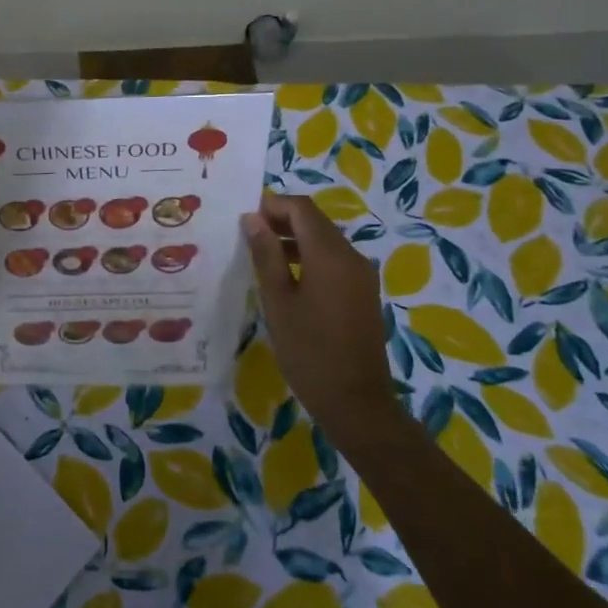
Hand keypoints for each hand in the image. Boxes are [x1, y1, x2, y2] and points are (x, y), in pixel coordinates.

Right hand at [241, 191, 395, 435]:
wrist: (356, 402)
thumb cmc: (309, 351)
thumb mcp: (278, 301)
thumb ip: (266, 255)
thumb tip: (253, 218)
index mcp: (330, 255)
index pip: (302, 209)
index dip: (272, 205)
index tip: (244, 217)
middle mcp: (351, 256)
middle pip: (315, 221)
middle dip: (281, 220)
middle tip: (246, 235)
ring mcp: (361, 275)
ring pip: (324, 240)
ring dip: (294, 239)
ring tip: (260, 255)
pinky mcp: (363, 292)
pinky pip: (334, 260)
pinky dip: (309, 257)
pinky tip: (286, 278)